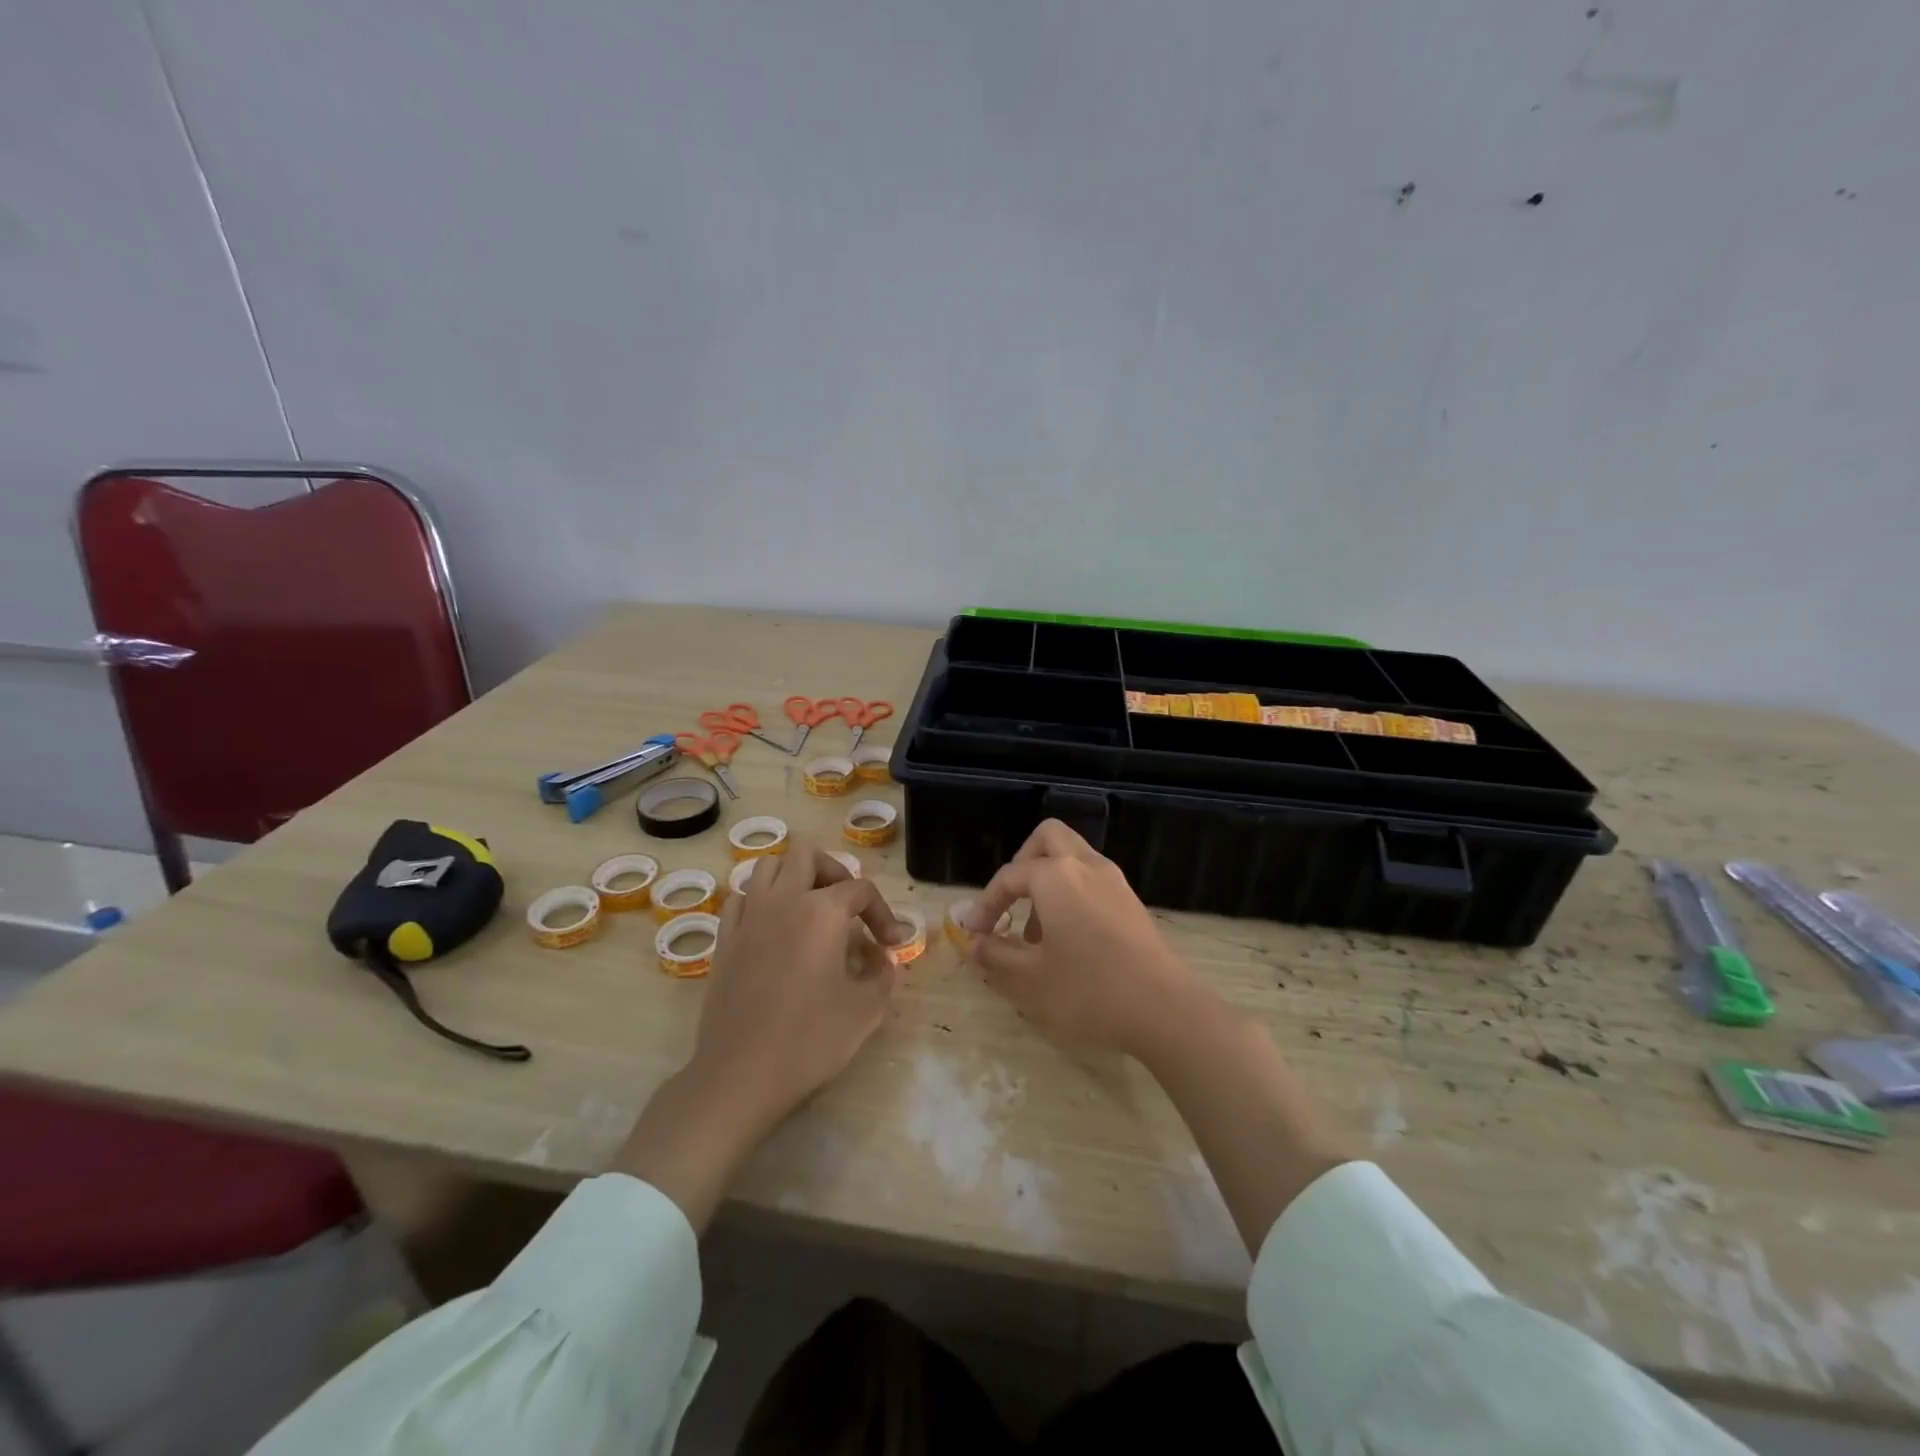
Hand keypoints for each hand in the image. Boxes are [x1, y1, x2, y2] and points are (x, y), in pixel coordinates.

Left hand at [617, 842, 906, 1230]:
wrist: (740, 1074)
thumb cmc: (810, 1040)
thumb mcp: (866, 1011)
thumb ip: (883, 976)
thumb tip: (884, 959)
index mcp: (822, 912)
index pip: (860, 890)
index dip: (883, 913)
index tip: (892, 944)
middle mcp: (783, 901)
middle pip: (808, 855)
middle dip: (834, 872)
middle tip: (847, 907)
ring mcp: (748, 917)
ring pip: (768, 866)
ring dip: (794, 877)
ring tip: (810, 908)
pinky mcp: (724, 939)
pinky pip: (742, 898)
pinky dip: (761, 901)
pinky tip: (774, 928)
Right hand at [966, 820, 1207, 1061]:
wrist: (1165, 1009)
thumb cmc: (1090, 991)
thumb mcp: (1031, 979)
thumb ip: (996, 956)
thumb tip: (975, 944)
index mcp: (1056, 877)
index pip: (1009, 877)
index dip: (986, 904)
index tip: (973, 935)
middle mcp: (1085, 866)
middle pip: (1048, 838)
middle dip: (1021, 863)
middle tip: (1010, 902)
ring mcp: (1113, 880)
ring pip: (1072, 856)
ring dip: (1047, 880)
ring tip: (1036, 931)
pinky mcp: (1130, 900)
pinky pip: (1091, 878)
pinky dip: (1071, 892)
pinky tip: (1068, 938)